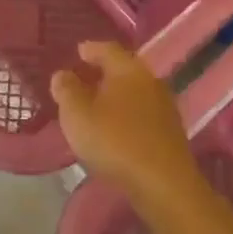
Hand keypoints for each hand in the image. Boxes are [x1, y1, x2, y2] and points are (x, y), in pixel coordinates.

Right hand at [50, 42, 200, 197]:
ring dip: (115, 95)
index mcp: (128, 70)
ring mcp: (164, 108)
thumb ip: (66, 90)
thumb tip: (63, 74)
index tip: (78, 52)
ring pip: (134, 92)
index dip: (91, 49)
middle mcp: (150, 82)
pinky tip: (115, 128)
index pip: (108, 49)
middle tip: (82, 78)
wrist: (163, 184)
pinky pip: (142, 113)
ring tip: (95, 105)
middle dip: (103, 72)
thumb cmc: (115, 142)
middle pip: (123, 69)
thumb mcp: (77, 114)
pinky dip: (126, 114)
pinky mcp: (170, 132)